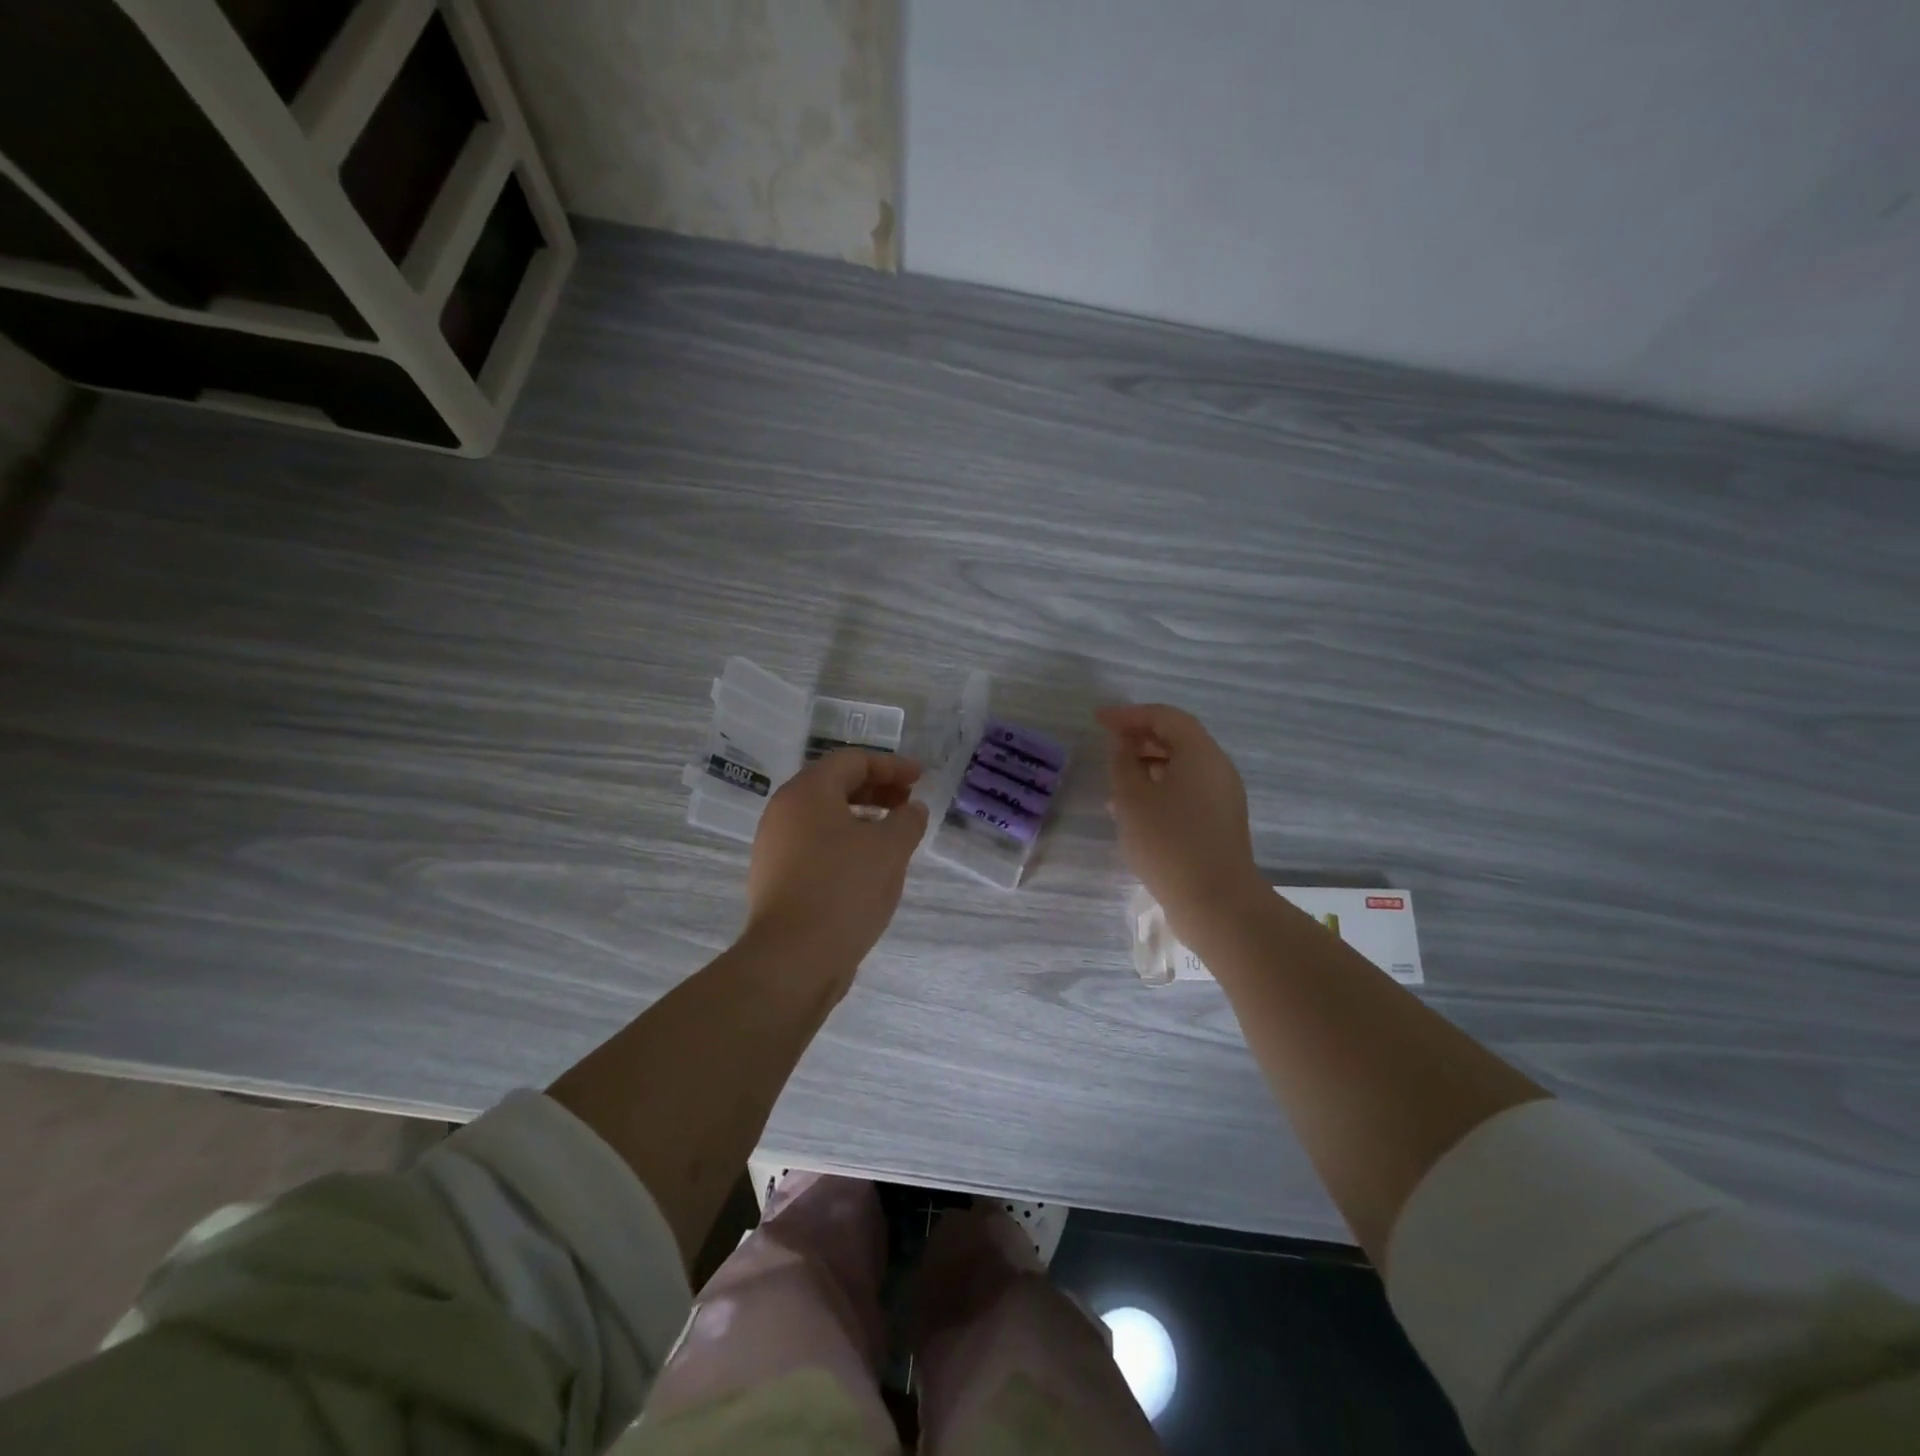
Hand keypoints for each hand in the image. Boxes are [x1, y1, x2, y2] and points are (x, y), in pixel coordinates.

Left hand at [745, 749, 929, 977]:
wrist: (793, 958)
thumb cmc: (843, 889)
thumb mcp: (889, 849)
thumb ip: (907, 820)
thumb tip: (913, 809)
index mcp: (807, 792)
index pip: (853, 760)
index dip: (891, 765)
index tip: (920, 779)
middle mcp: (784, 811)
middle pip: (835, 784)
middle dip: (877, 789)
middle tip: (909, 803)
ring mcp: (775, 845)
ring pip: (825, 816)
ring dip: (862, 816)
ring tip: (893, 834)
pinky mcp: (776, 876)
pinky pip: (815, 843)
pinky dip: (845, 841)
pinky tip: (868, 865)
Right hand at [1098, 704, 1266, 939]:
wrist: (1216, 902)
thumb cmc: (1169, 842)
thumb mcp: (1132, 798)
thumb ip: (1122, 763)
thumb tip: (1122, 744)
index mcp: (1201, 754)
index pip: (1165, 717)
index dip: (1129, 714)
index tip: (1098, 721)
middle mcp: (1217, 769)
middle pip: (1178, 739)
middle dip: (1139, 738)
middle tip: (1107, 747)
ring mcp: (1222, 797)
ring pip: (1181, 768)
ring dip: (1147, 766)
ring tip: (1114, 782)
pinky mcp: (1219, 823)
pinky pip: (1186, 792)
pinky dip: (1159, 789)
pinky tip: (1134, 812)